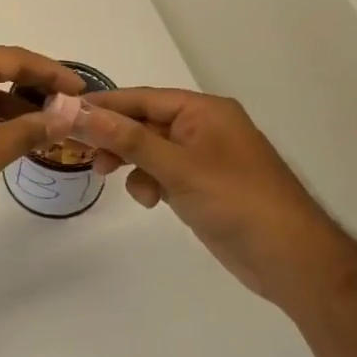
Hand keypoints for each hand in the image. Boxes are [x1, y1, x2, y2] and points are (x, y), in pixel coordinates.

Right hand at [69, 88, 343, 302]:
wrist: (290, 258)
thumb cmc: (237, 201)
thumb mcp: (178, 167)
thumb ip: (129, 139)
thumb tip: (81, 112)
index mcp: (205, 111)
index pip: (143, 98)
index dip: (105, 105)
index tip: (65, 111)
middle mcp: (204, 128)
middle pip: (145, 122)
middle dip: (116, 137)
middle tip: (83, 152)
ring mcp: (204, 158)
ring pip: (151, 150)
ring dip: (131, 162)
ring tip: (110, 177)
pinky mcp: (203, 186)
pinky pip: (164, 173)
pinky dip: (150, 182)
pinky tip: (151, 201)